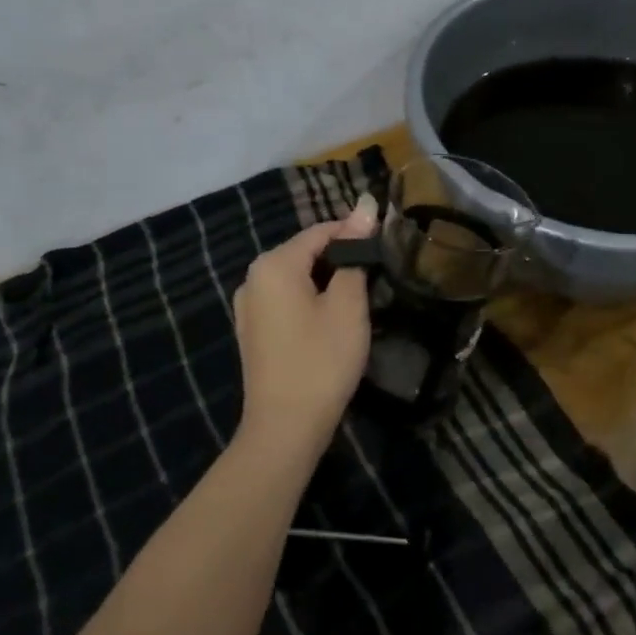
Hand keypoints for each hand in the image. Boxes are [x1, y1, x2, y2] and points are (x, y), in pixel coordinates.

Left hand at [233, 195, 377, 457]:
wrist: (285, 428)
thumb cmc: (322, 360)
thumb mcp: (348, 305)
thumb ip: (354, 253)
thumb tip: (365, 205)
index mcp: (274, 264)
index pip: (322, 231)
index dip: (356, 235)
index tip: (387, 247)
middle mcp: (253, 277)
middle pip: (306, 252)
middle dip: (342, 259)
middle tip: (378, 277)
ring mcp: (248, 306)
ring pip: (297, 277)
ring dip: (328, 282)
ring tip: (361, 299)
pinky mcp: (252, 330)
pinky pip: (286, 300)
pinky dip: (310, 301)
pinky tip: (332, 321)